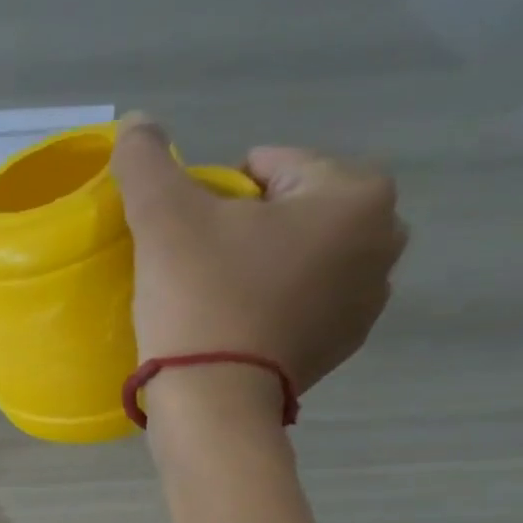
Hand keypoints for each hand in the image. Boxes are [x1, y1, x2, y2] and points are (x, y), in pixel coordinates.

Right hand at [112, 116, 407, 398]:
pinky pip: (305, 301)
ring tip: (214, 293)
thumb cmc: (200, 298)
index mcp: (356, 194)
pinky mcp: (344, 344)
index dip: (217, 192)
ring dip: (263, 262)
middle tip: (200, 261)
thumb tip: (137, 121)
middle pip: (294, 209)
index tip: (187, 231)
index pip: (273, 165)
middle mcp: (384, 239)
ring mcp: (370, 299)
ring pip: (302, 255)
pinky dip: (273, 302)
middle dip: (250, 225)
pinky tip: (234, 324)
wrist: (215, 401)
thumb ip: (147, 161)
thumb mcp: (163, 219)